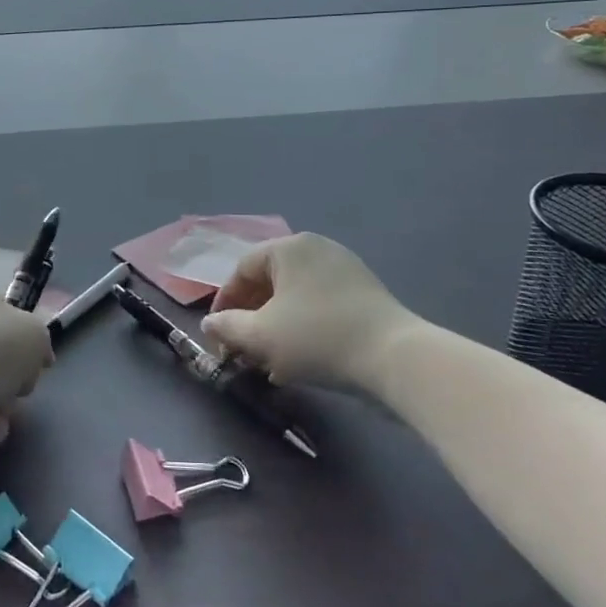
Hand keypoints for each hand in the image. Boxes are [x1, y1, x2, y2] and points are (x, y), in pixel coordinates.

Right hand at [201, 233, 415, 395]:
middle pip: (269, 281)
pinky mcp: (365, 292)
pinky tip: (302, 357)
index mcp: (288, 248)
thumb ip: (227, 327)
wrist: (395, 358)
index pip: (242, 270)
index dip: (224, 303)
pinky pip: (319, 304)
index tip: (218, 335)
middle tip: (242, 349)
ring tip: (270, 359)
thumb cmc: (317, 338)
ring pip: (294, 296)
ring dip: (275, 325)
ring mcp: (345, 268)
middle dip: (251, 317)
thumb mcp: (260, 336)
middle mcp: (316, 248)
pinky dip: (302, 326)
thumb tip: (210, 324)